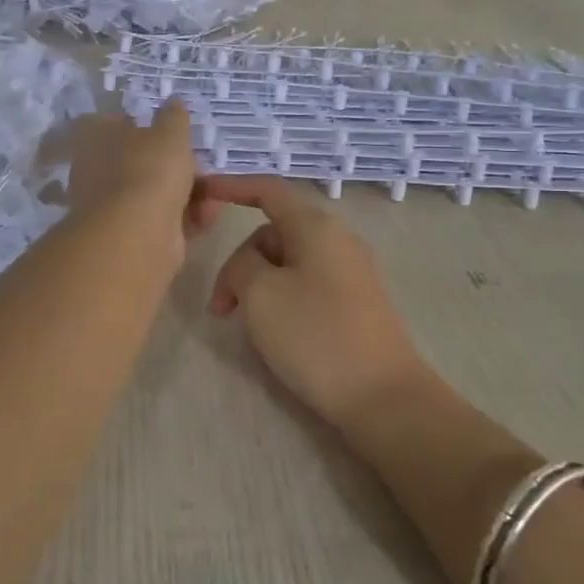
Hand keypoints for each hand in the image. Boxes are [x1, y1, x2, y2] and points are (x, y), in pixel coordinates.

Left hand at [61, 101, 220, 259]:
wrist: (139, 233)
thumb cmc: (150, 169)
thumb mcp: (170, 131)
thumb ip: (174, 116)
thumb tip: (173, 101)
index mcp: (95, 139)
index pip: (112, 123)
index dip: (141, 123)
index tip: (170, 129)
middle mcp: (96, 172)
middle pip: (139, 162)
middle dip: (174, 165)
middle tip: (201, 164)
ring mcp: (112, 208)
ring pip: (155, 193)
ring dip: (187, 193)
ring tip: (214, 192)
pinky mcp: (132, 237)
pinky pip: (164, 220)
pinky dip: (187, 217)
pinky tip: (209, 214)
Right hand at [202, 176, 424, 427]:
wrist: (382, 395)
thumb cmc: (316, 335)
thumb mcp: (260, 294)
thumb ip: (241, 265)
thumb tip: (249, 264)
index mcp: (316, 225)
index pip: (267, 190)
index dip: (231, 187)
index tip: (201, 193)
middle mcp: (337, 238)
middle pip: (273, 233)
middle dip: (240, 263)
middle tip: (221, 309)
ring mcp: (350, 271)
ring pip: (288, 262)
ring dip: (258, 285)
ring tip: (247, 327)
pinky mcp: (355, 301)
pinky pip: (306, 284)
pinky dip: (281, 298)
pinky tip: (276, 332)